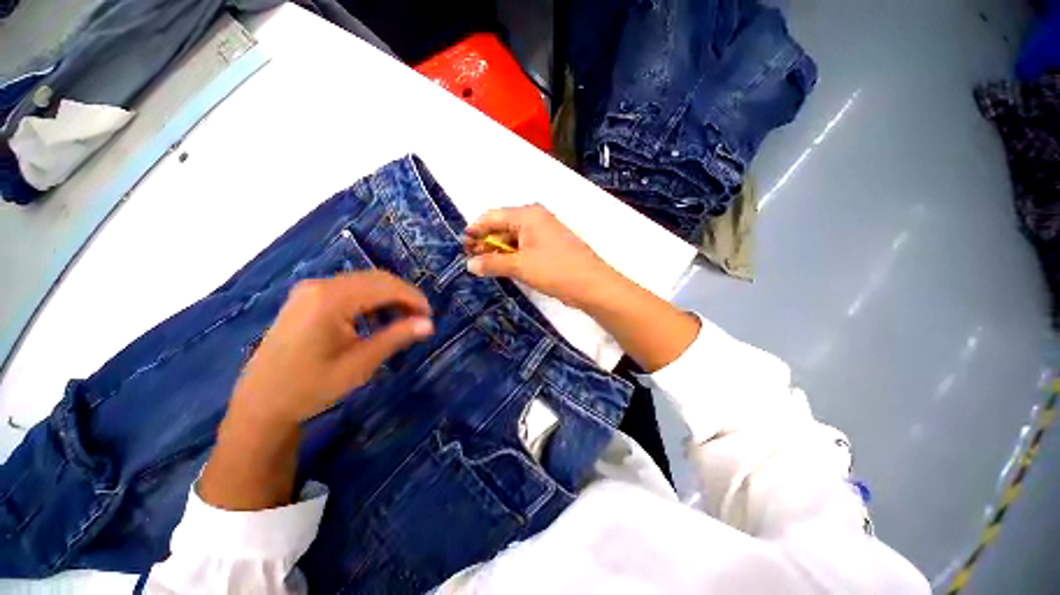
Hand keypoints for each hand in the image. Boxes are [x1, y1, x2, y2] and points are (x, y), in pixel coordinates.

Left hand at [228, 271, 433, 427]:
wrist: (261, 402)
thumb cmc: (310, 387)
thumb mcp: (359, 364)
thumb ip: (396, 338)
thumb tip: (429, 324)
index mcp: (331, 299)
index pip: (386, 287)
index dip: (413, 298)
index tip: (430, 317)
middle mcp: (320, 285)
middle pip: (376, 279)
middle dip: (404, 296)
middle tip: (420, 319)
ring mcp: (311, 289)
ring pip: (365, 282)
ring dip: (389, 297)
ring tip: (402, 320)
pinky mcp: (308, 297)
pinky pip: (350, 289)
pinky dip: (371, 300)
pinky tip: (376, 319)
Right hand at [464, 204, 618, 307]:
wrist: (592, 285)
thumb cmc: (555, 270)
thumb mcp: (520, 266)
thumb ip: (492, 263)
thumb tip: (469, 265)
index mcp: (527, 215)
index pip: (492, 216)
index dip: (475, 230)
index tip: (462, 247)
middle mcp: (535, 218)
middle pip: (502, 226)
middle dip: (486, 243)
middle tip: (472, 261)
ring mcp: (544, 232)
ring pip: (513, 239)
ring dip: (499, 252)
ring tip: (486, 267)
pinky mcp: (549, 246)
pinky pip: (524, 247)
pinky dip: (513, 256)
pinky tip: (505, 268)